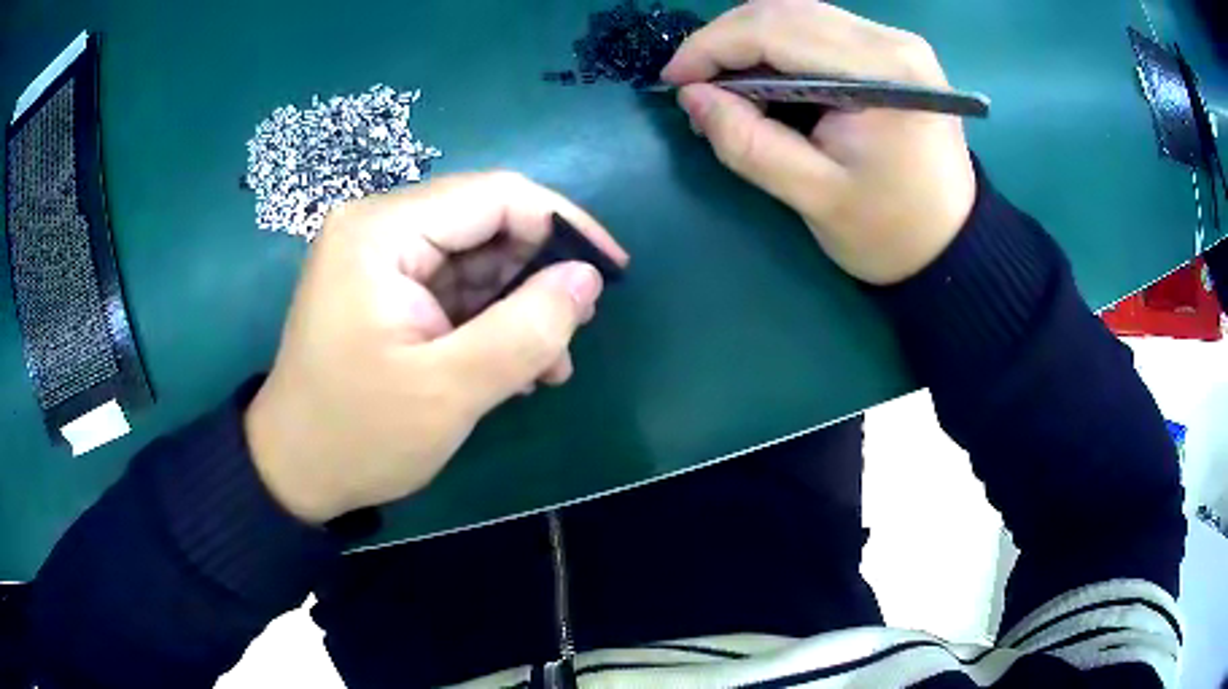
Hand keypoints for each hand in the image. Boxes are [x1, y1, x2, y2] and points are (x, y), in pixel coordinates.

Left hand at [244, 172, 628, 523]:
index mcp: (381, 231)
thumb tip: (587, 278)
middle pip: (486, 222)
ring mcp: (379, 256)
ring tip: (549, 364)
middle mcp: (378, 226)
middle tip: (577, 330)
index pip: (495, 196)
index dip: (563, 225)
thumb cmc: (359, 435)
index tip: (613, 272)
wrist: (294, 472)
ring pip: (476, 257)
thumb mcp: (449, 391)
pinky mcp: (385, 287)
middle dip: (539, 273)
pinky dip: (491, 319)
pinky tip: (515, 366)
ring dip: (520, 304)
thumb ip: (525, 330)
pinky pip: (455, 286)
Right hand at [662, 0, 976, 284]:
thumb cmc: (892, 233)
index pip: (777, 30)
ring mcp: (896, 42)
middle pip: (786, 10)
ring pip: (799, 14)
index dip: (713, 47)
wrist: (953, 246)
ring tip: (724, 84)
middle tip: (694, 84)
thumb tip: (692, 96)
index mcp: (883, 72)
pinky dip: (779, 46)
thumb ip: (748, 143)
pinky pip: (819, 29)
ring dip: (750, 41)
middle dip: (727, 40)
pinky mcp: (893, 52)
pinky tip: (764, 77)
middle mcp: (892, 41)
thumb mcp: (814, 197)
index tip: (673, 80)